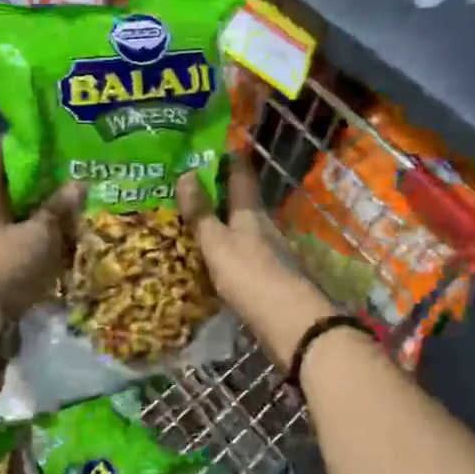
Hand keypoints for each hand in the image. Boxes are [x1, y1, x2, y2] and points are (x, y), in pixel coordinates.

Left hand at [0, 154, 82, 325]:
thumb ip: (59, 207)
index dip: (28, 145)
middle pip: (4, 183)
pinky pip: (3, 235)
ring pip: (5, 211)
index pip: (0, 153)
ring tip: (66, 207)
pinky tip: (49, 239)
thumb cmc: (6, 269)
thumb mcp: (42, 235)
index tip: (55, 143)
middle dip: (36, 180)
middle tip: (69, 176)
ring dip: (32, 209)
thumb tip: (78, 183)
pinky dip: (24, 232)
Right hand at [178, 155, 332, 363]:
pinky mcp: (267, 276)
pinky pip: (241, 252)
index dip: (225, 158)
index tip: (204, 150)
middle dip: (216, 191)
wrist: (291, 324)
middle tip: (184, 188)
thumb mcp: (217, 243)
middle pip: (240, 200)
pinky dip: (224, 248)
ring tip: (190, 221)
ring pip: (240, 227)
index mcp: (250, 210)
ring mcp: (267, 251)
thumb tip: (187, 173)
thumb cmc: (251, 276)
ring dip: (219, 221)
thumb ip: (201, 212)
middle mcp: (262, 225)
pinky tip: (209, 257)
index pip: (241, 172)